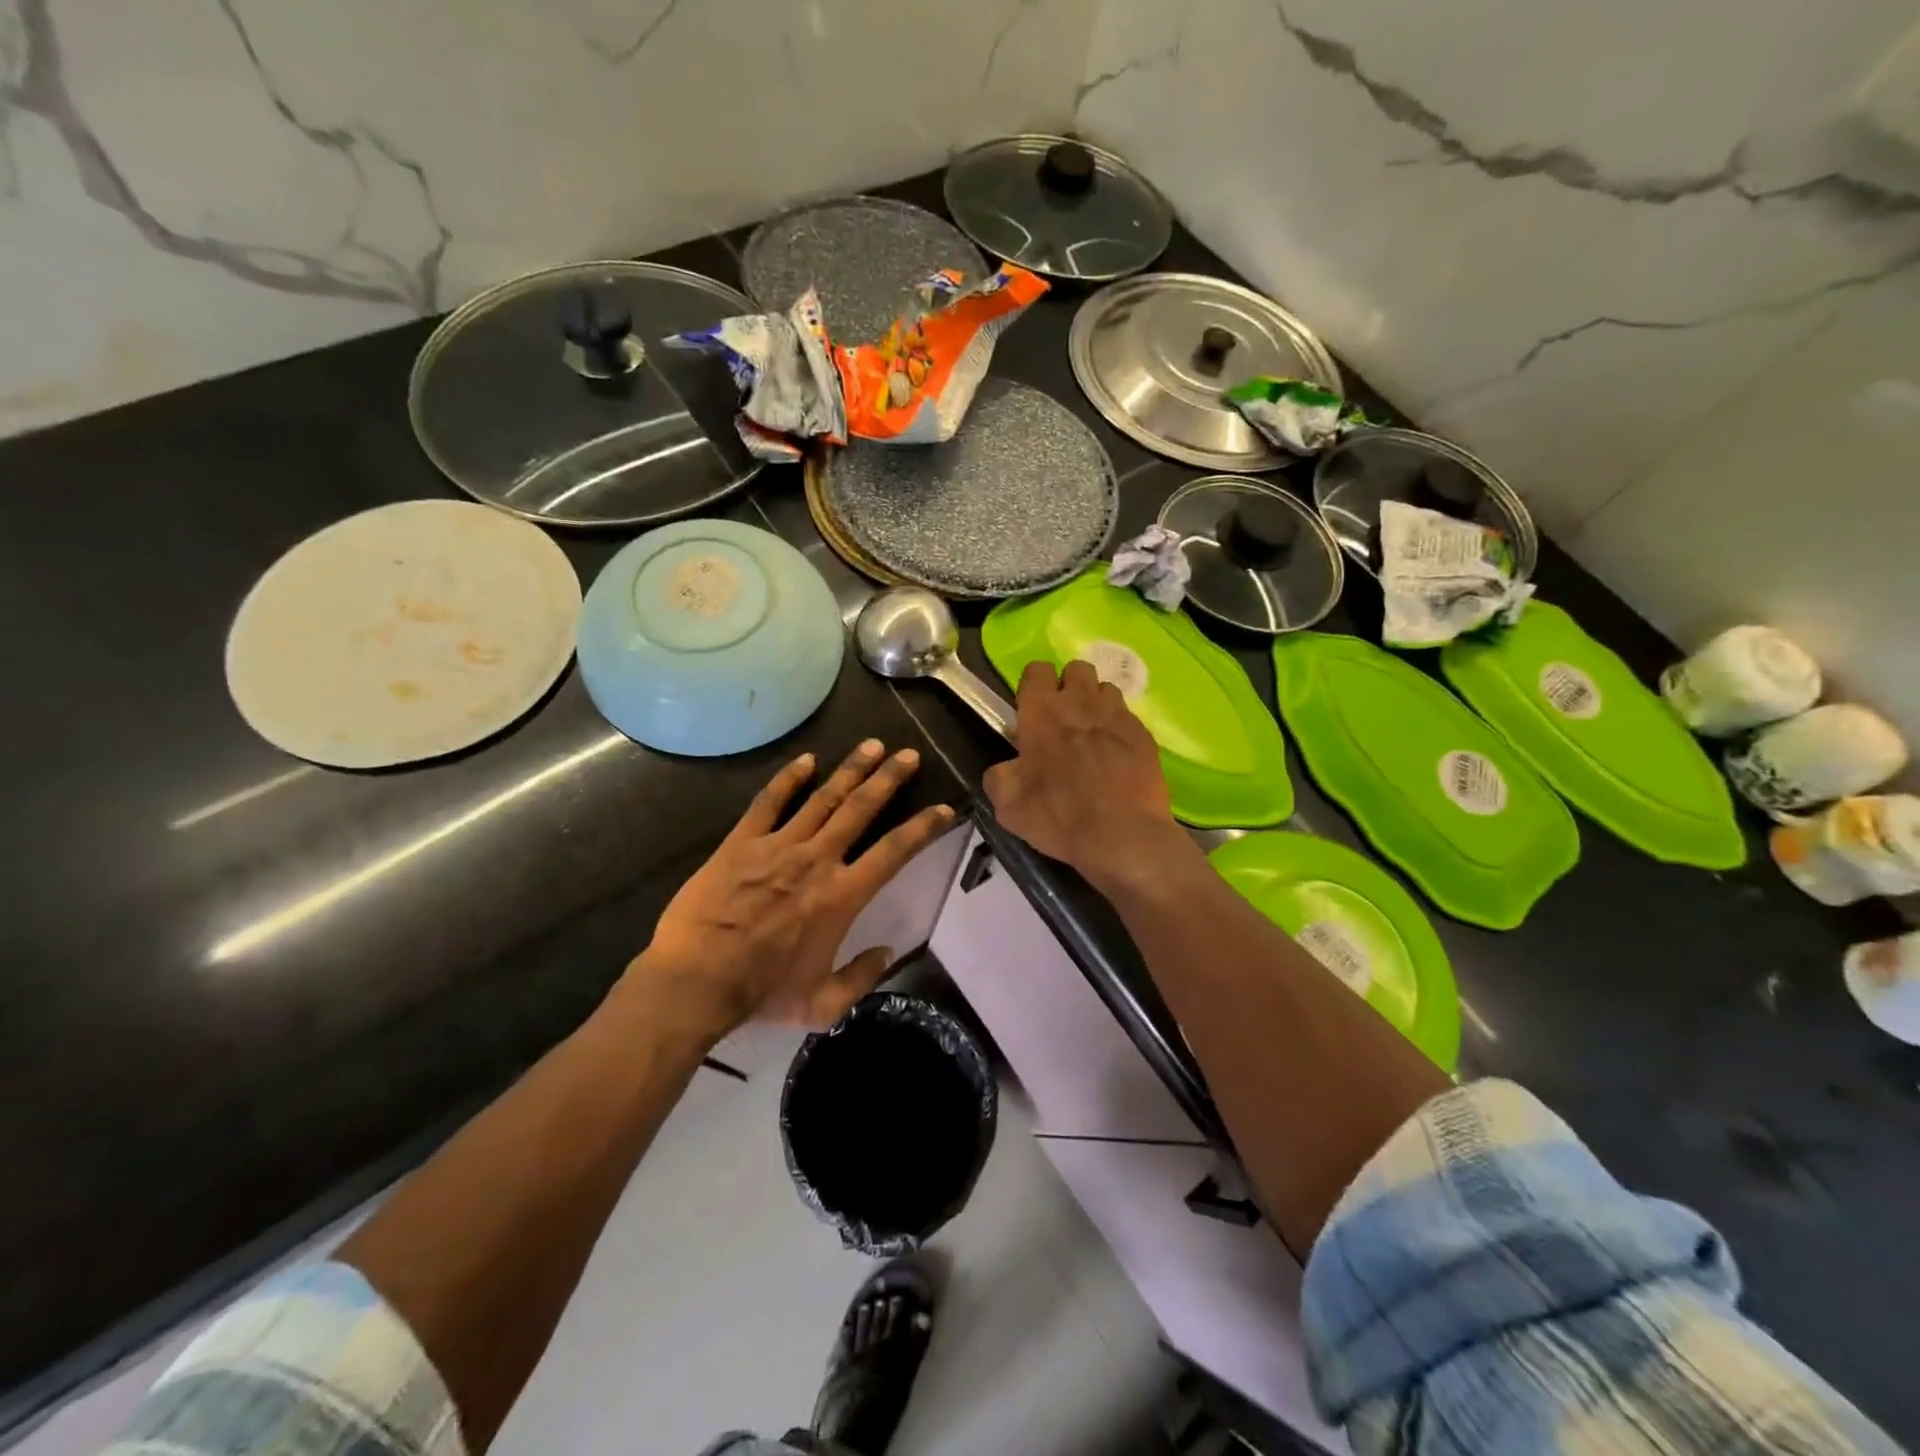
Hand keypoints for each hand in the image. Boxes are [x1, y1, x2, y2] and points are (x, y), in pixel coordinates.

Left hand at [634, 740, 955, 1032]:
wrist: (695, 982)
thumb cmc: (761, 993)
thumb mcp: (822, 1005)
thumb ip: (861, 978)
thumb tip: (887, 952)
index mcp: (842, 895)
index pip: (894, 852)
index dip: (924, 827)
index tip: (944, 809)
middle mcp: (817, 860)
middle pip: (861, 809)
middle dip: (889, 779)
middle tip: (908, 755)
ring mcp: (778, 846)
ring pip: (823, 798)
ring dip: (851, 770)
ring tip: (872, 745)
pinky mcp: (741, 842)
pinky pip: (769, 802)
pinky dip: (789, 779)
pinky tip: (806, 760)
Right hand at [983, 661, 1186, 889]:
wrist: (1124, 837)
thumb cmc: (1060, 818)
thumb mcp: (1008, 807)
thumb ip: (999, 777)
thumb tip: (1005, 767)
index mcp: (1042, 713)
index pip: (1036, 670)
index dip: (1033, 685)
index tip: (1032, 709)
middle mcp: (1080, 703)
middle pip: (1076, 668)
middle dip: (1068, 686)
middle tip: (1063, 719)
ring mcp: (1117, 716)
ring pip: (1105, 689)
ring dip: (1096, 704)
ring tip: (1093, 734)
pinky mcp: (1144, 734)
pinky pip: (1128, 717)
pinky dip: (1119, 729)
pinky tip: (1117, 755)